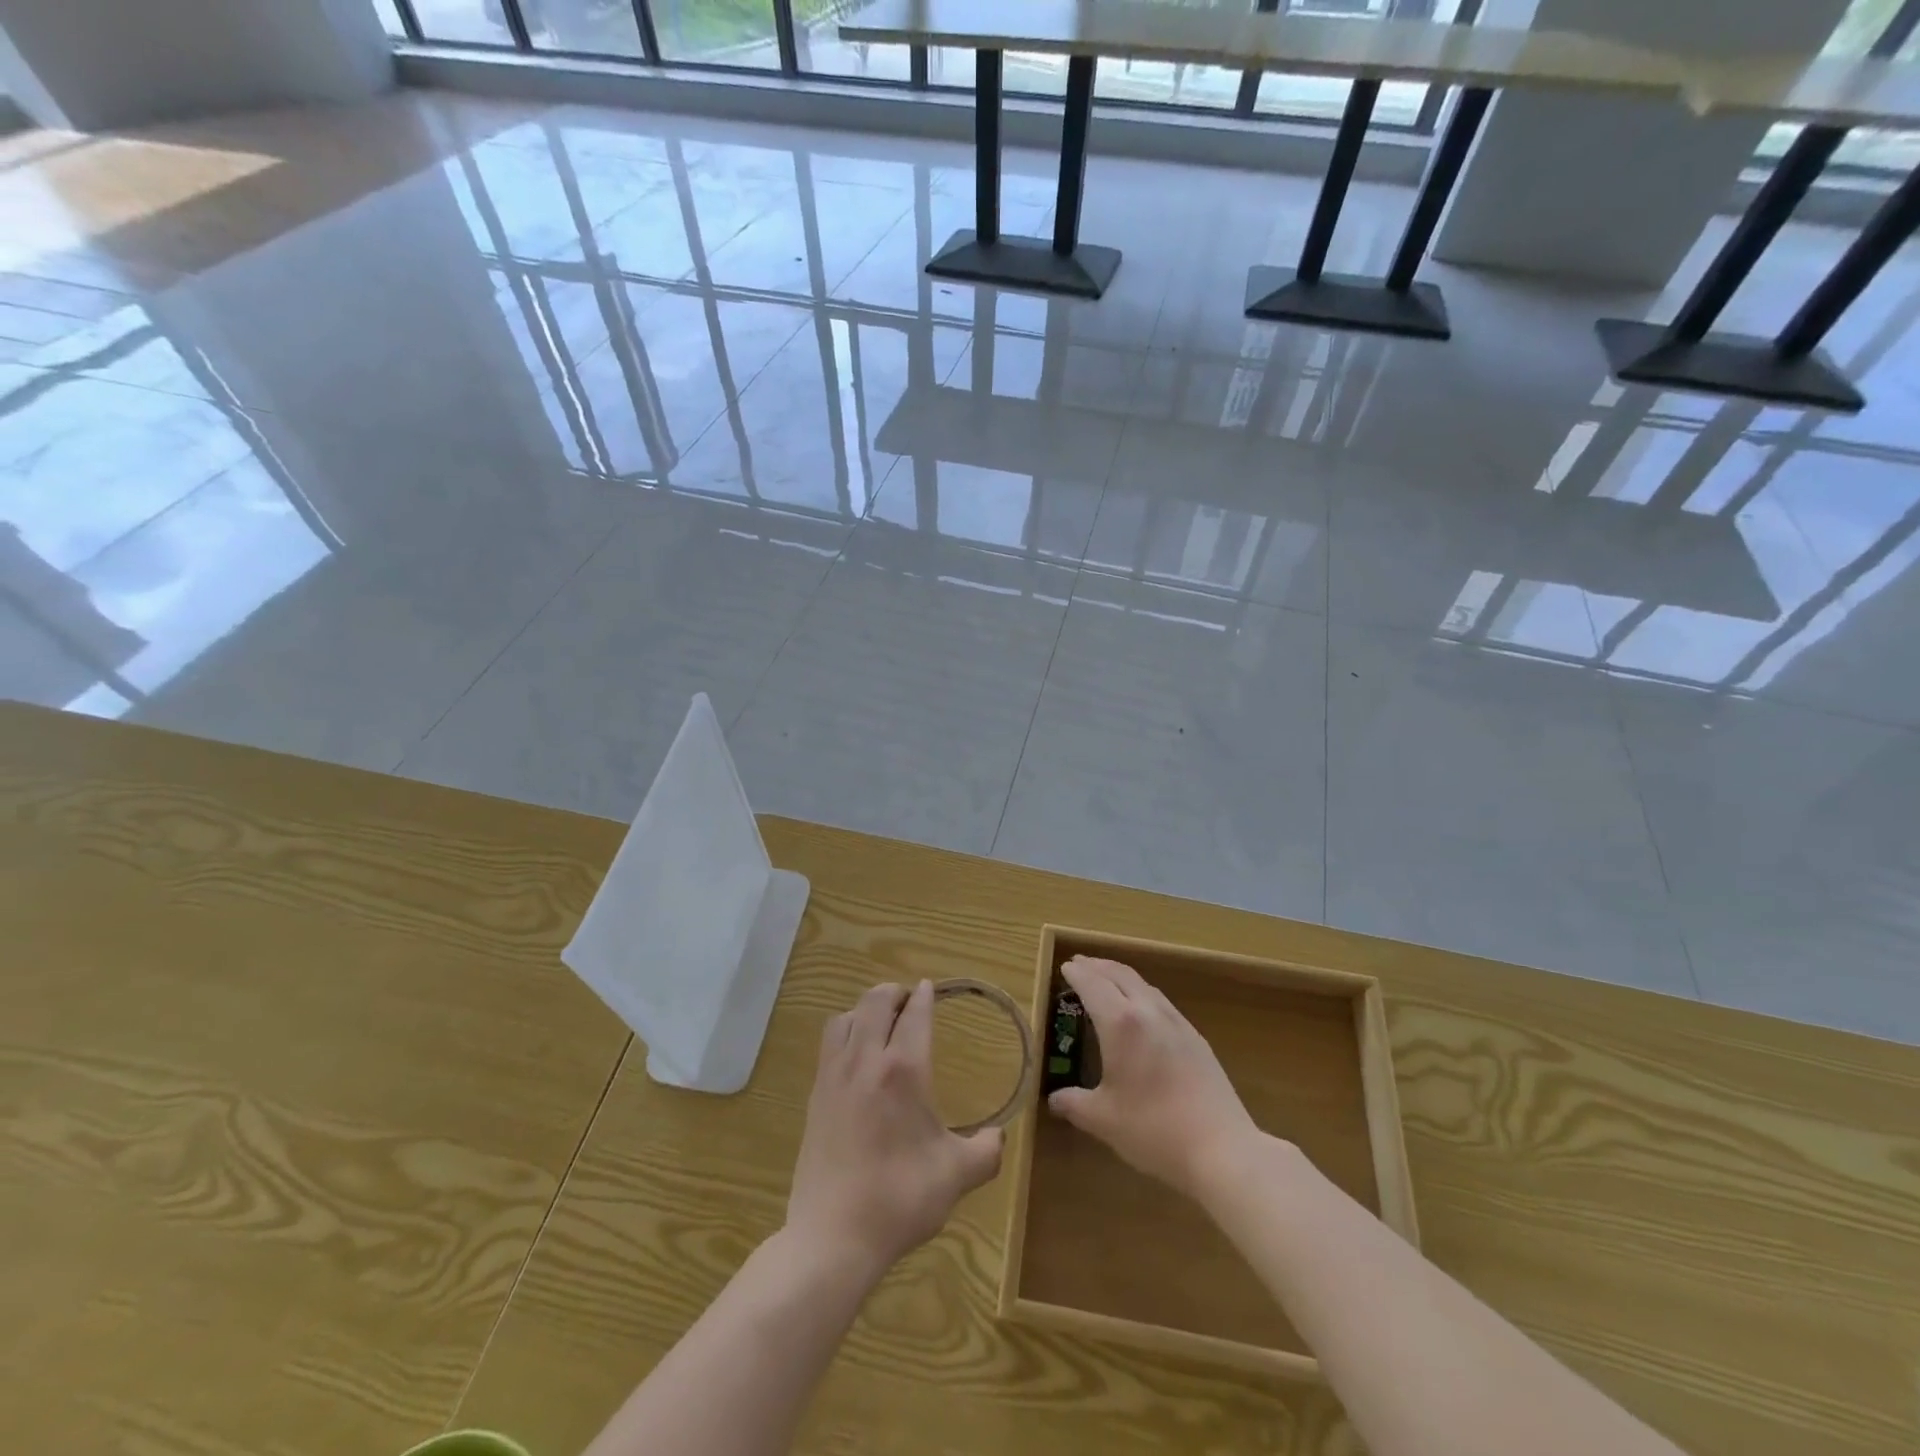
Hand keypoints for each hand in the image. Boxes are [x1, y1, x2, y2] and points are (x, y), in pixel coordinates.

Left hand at [785, 981, 1003, 1279]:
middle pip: (876, 1001)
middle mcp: (866, 1060)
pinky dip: (845, 1031)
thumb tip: (999, 1137)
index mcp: (903, 1070)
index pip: (915, 1014)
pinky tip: (855, 1055)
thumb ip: (986, 1151)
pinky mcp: (816, 1094)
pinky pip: (829, 1043)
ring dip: (866, 1009)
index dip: (925, 996)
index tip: (930, 987)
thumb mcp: (956, 1176)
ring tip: (881, 1022)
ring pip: (846, 1017)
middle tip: (910, 1001)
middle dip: (895, 992)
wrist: (833, 1236)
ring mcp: (834, 1075)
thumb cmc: (900, 1199)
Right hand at [1047, 956, 1263, 1201]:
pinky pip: (1161, 1001)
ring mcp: (1176, 1022)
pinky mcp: (1195, 1038)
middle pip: (1120, 975)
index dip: (1077, 974)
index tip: (1064, 967)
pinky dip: (1142, 992)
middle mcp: (1148, 1012)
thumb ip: (1074, 1105)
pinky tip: (1142, 1009)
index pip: (1093, 985)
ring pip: (1144, 984)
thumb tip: (1054, 1100)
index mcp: (1121, 1023)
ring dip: (1121, 975)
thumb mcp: (1103, 1120)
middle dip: (1098, 966)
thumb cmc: (1154, 1130)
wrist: (1222, 1148)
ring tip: (1107, 979)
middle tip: (1080, 964)